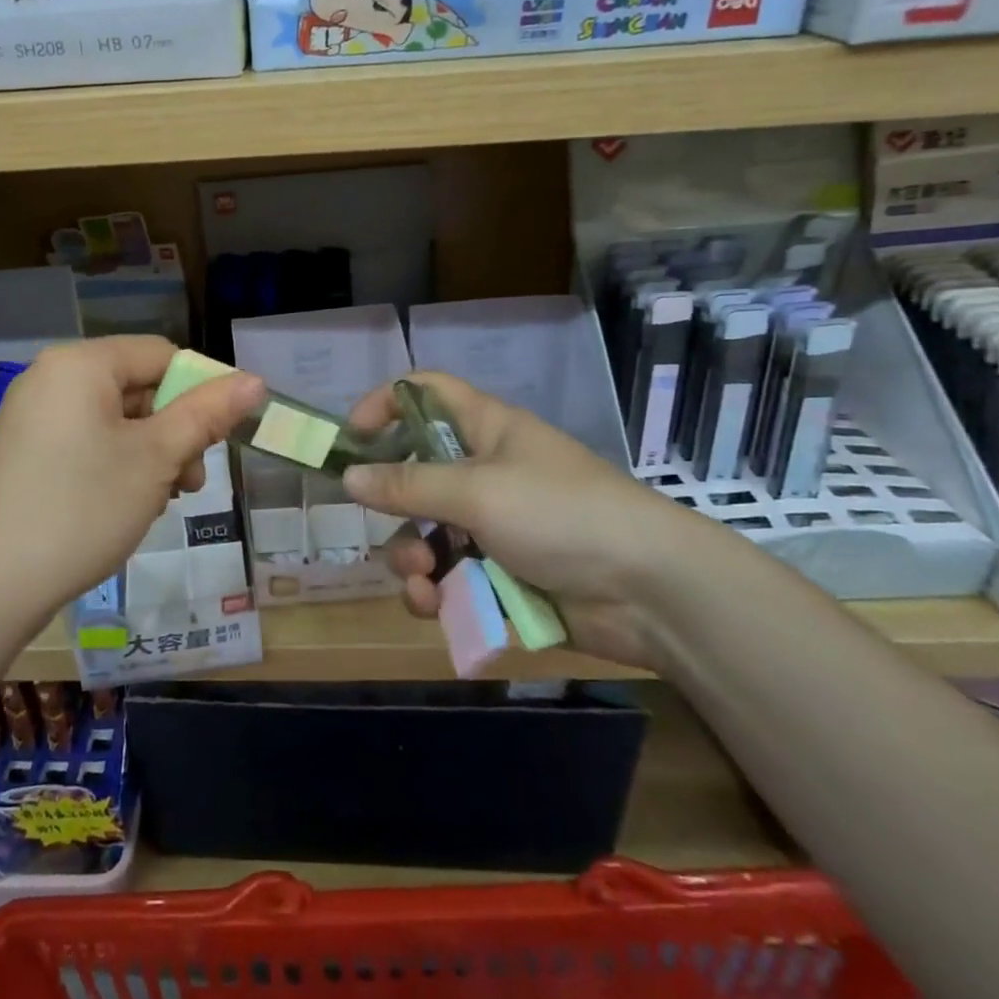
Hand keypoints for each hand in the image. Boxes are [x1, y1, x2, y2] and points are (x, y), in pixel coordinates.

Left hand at [0, 337, 264, 623]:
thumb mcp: (156, 458)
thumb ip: (207, 413)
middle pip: (138, 386)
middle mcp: (51, 376)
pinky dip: (116, 463)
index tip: (220, 438)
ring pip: (115, 418)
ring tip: (160, 501)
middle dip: (173, 431)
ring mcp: (32, 414)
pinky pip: (86, 439)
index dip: (201, 390)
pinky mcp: (23, 449)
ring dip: (150, 453)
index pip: (161, 354)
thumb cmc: (83, 508)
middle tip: (190, 482)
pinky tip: (125, 504)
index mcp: (81, 363)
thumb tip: (255, 380)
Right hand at [342, 372, 711, 667]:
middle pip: (415, 472)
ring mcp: (493, 525)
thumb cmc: (561, 514)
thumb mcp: (477, 491)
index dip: (385, 404)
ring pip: (425, 533)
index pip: (426, 393)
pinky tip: (435, 605)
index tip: (351, 438)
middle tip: (385, 524)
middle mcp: (485, 471)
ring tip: (424, 580)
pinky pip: (449, 575)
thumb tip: (348, 476)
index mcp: (486, 430)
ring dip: (412, 557)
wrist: (650, 592)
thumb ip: (408, 484)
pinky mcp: (501, 573)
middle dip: (392, 504)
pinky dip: (435, 590)